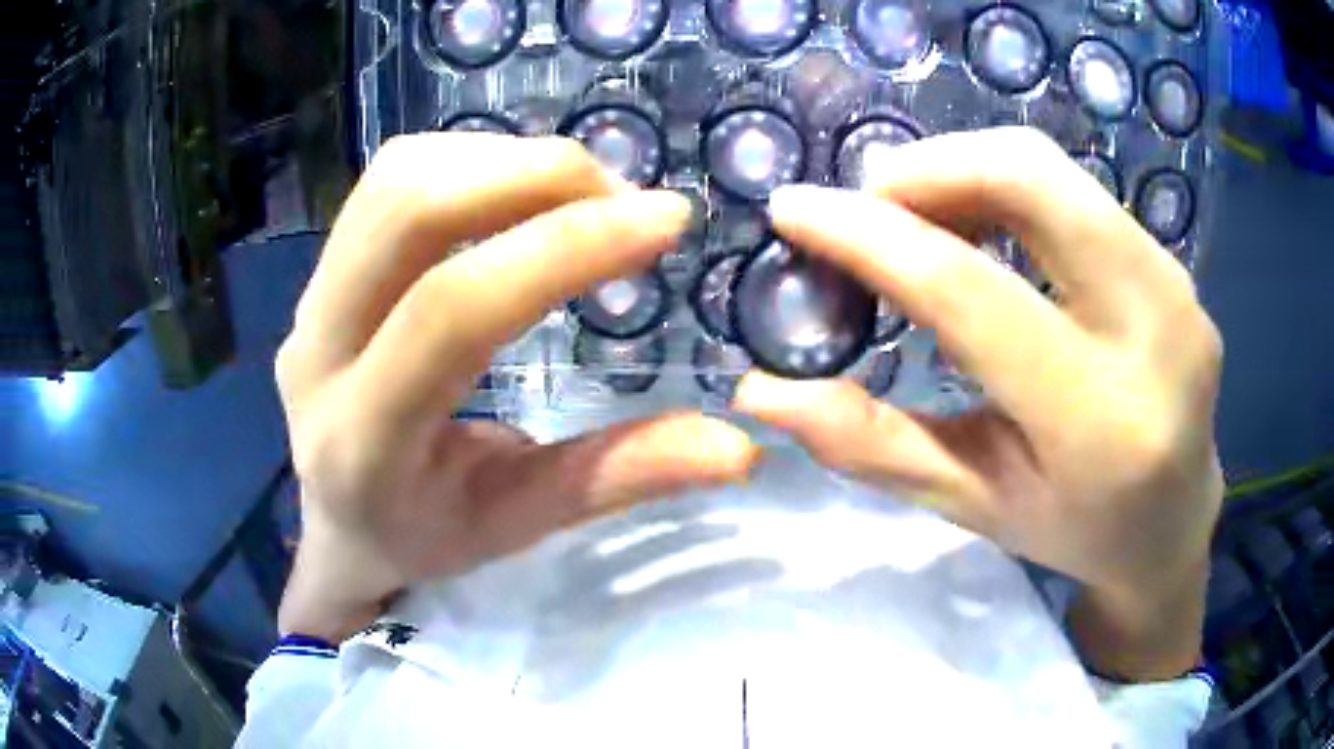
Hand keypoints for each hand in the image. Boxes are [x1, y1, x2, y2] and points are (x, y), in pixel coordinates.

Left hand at [276, 134, 758, 641]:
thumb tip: (737, 447)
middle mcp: (317, 351)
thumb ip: (617, 479)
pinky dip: (471, 164)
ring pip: (395, 179)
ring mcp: (307, 299)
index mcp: (364, 440)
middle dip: (534, 176)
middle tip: (624, 201)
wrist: (334, 523)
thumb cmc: (420, 537)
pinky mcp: (319, 271)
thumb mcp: (517, 526)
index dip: (564, 248)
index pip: (451, 312)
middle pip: (409, 210)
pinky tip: (519, 199)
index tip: (665, 222)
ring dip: (504, 161)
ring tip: (579, 196)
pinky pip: (388, 182)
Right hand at [734, 128, 1222, 679]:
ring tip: (922, 219)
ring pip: (1055, 171)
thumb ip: (873, 444)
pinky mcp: (1178, 269)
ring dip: (966, 172)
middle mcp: (1154, 335)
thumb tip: (761, 391)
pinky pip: (1080, 193)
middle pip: (1030, 181)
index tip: (793, 209)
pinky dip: (1014, 191)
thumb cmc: (1072, 531)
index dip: (869, 236)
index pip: (971, 294)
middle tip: (869, 208)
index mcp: (1097, 424)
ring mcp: (1177, 290)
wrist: (1173, 526)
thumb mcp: (971, 507)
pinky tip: (989, 232)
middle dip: (926, 171)